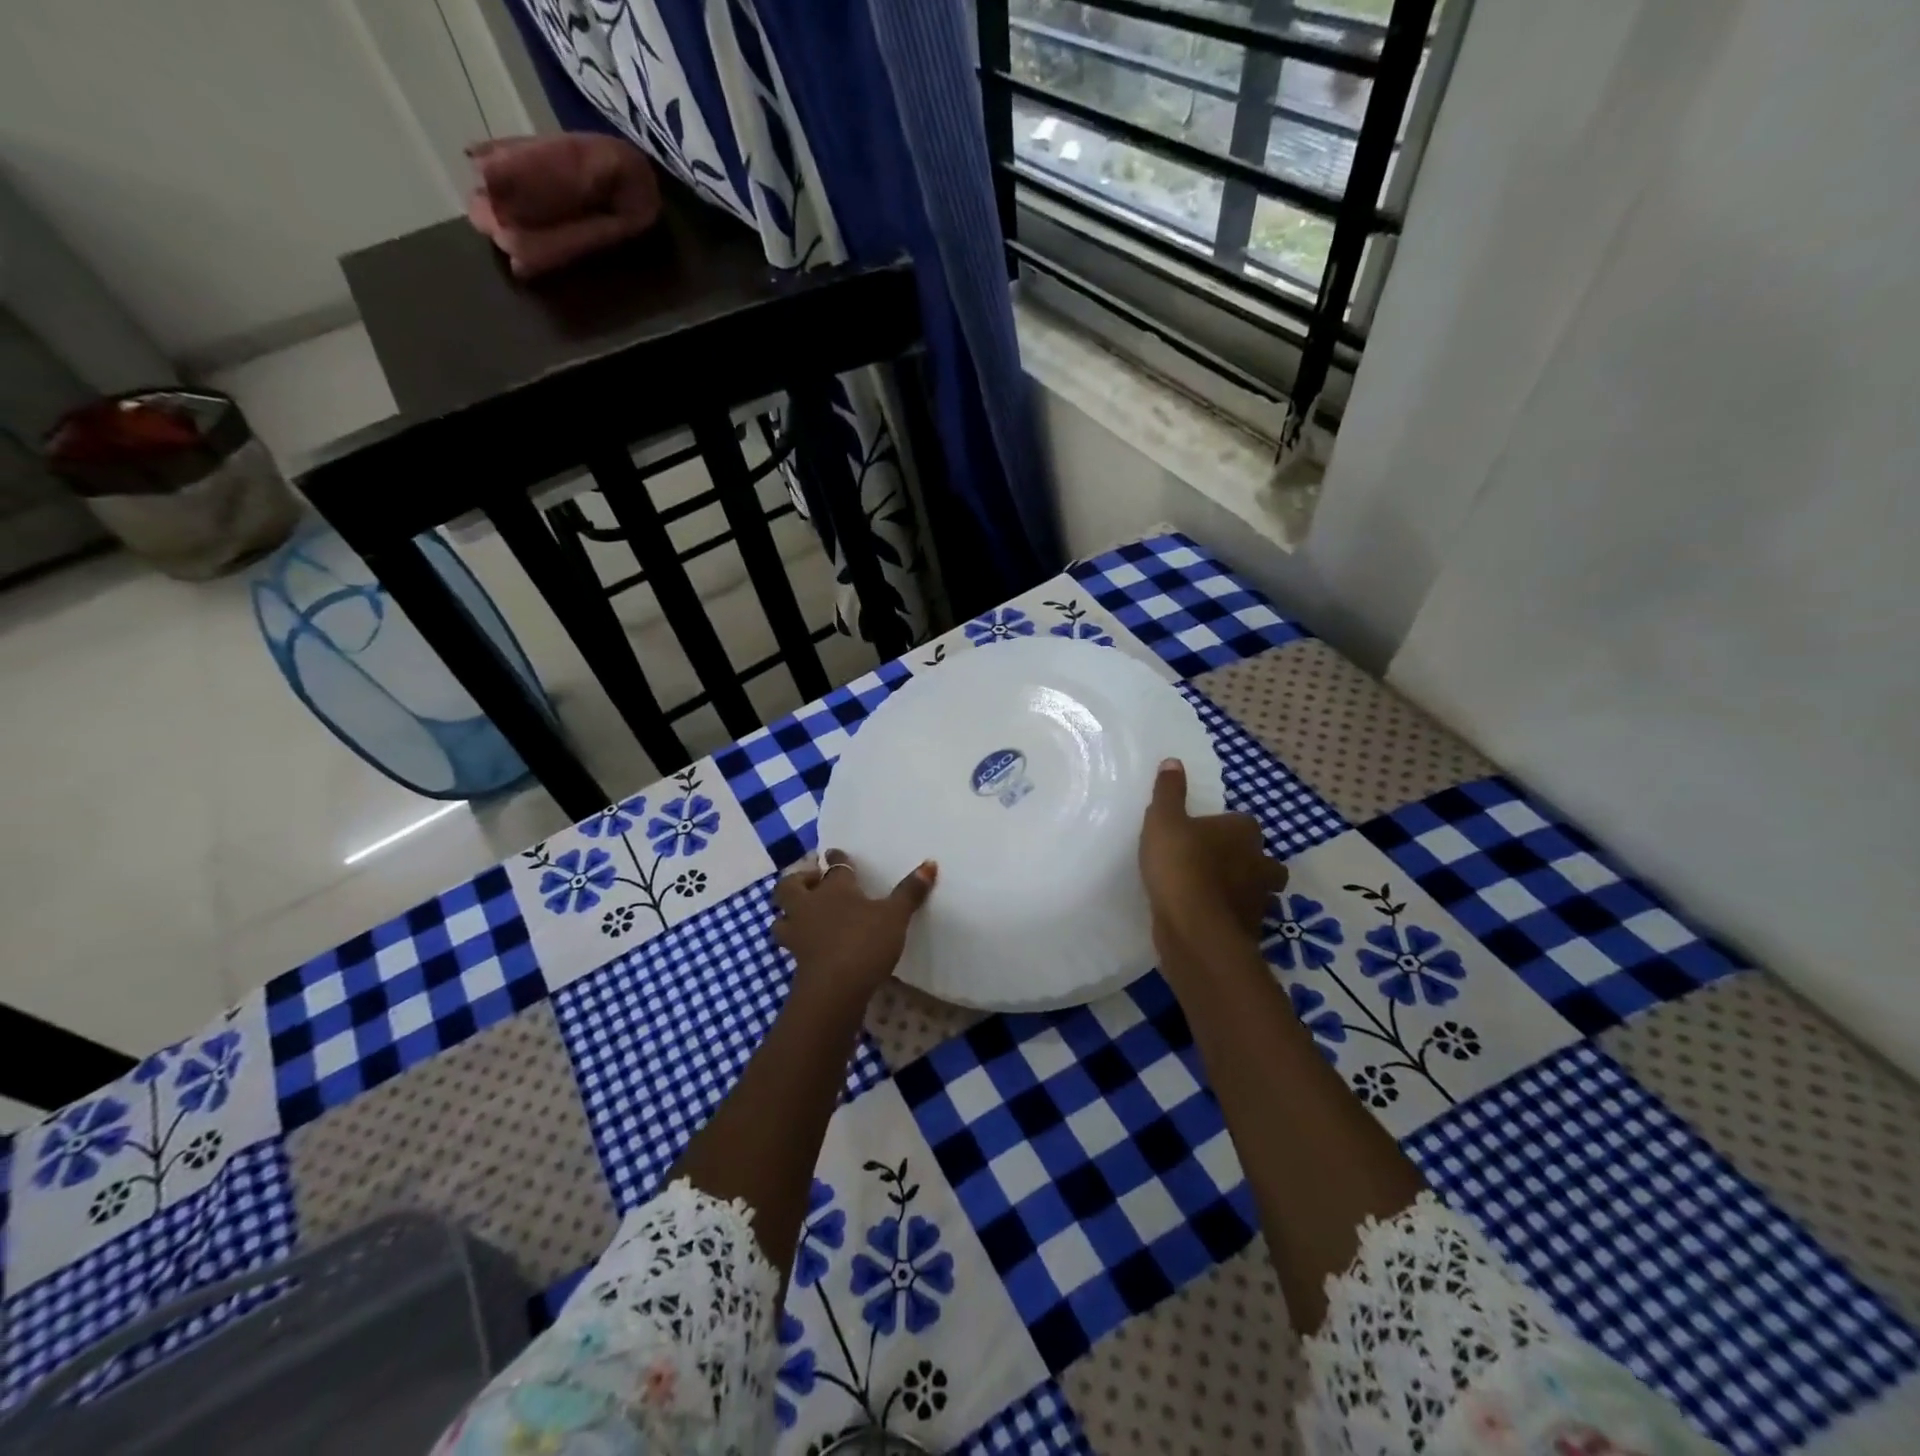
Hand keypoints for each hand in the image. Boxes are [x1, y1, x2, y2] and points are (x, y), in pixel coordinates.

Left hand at [773, 849, 937, 1008]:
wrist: (835, 988)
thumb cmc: (864, 941)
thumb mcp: (895, 915)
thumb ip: (910, 891)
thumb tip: (930, 863)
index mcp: (834, 888)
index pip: (834, 866)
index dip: (837, 859)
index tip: (834, 853)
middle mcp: (810, 906)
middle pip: (790, 886)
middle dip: (799, 881)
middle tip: (814, 882)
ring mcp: (799, 934)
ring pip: (782, 917)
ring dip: (789, 913)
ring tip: (805, 915)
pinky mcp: (796, 960)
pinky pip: (791, 943)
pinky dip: (799, 940)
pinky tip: (812, 944)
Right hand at [1139, 758, 1287, 953]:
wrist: (1194, 927)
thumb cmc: (1180, 864)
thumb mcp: (1163, 820)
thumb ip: (1169, 792)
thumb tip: (1173, 761)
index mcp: (1244, 832)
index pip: (1243, 823)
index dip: (1225, 828)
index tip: (1203, 835)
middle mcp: (1260, 863)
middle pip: (1261, 859)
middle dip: (1245, 862)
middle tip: (1216, 865)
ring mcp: (1259, 900)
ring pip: (1257, 891)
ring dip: (1240, 891)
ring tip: (1210, 895)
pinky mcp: (1251, 932)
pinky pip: (1241, 919)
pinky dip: (1229, 918)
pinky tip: (1206, 920)